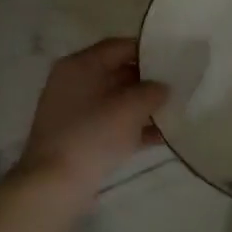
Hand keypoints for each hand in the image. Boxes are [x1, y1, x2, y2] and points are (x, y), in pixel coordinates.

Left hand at [15, 38, 168, 193]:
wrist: (54, 185)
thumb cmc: (92, 135)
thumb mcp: (130, 108)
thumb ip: (152, 91)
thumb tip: (162, 87)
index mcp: (80, 65)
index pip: (119, 46)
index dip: (147, 50)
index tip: (173, 59)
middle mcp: (73, 82)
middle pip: (116, 72)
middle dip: (147, 80)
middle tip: (177, 86)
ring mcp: (72, 111)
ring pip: (114, 100)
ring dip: (142, 106)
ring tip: (173, 112)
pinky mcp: (76, 137)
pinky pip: (109, 123)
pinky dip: (131, 127)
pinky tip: (159, 137)